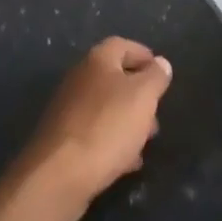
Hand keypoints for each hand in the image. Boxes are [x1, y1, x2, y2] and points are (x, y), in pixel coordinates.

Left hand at [10, 38, 171, 220]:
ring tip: (146, 141)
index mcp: (97, 60)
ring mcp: (69, 108)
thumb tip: (161, 62)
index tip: (162, 73)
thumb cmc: (107, 127)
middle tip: (157, 112)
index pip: (122, 45)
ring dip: (128, 120)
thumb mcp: (142, 98)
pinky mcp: (64, 138)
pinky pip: (95, 132)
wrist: (59, 174)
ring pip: (106, 107)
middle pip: (114, 77)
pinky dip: (113, 141)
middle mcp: (80, 78)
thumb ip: (155, 77)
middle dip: (139, 94)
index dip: (143, 55)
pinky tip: (127, 162)